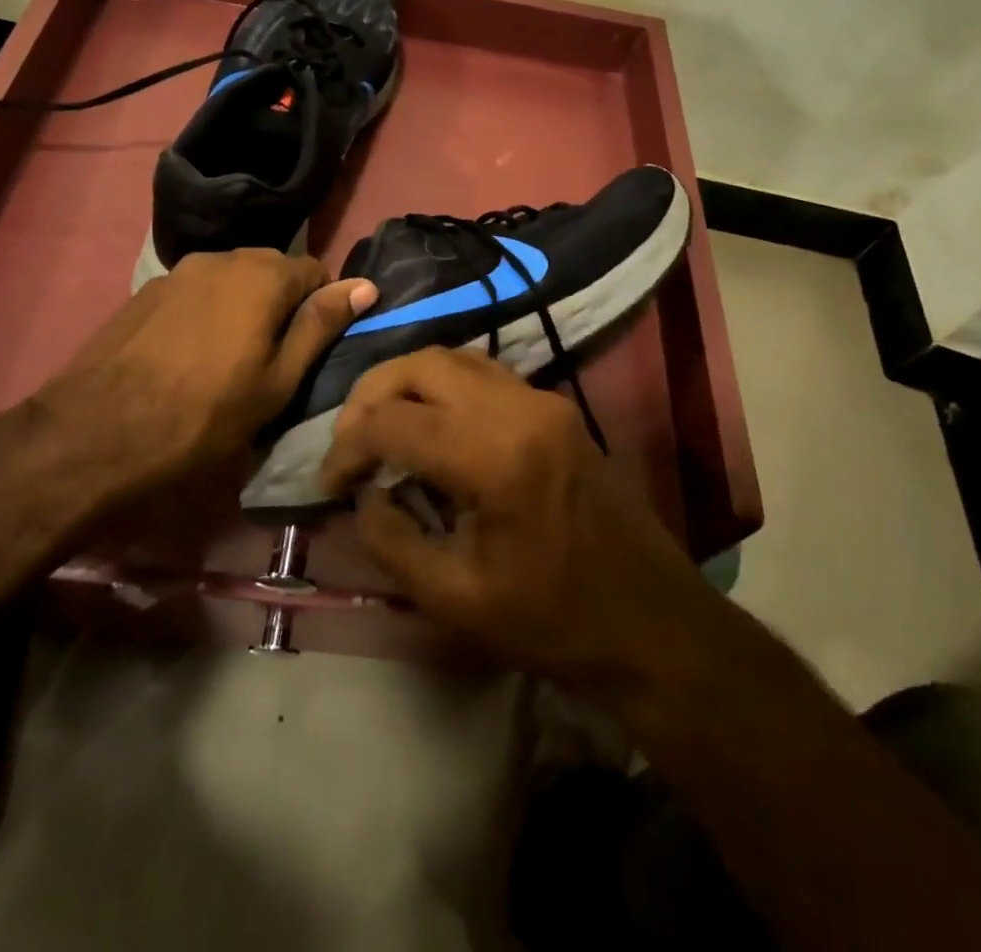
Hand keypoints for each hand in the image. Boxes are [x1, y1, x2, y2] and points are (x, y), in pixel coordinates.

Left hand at [27, 249, 375, 515]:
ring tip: (231, 356)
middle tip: (275, 356)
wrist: (97, 431)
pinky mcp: (146, 291)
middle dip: (282, 303)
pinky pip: (196, 291)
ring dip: (243, 306)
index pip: (315, 271)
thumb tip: (365, 285)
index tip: (313, 347)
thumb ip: (321, 325)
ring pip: (231, 279)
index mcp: (262, 275)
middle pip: (271, 270)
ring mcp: (178, 271)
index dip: (323, 306)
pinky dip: (207, 311)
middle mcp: (221, 258)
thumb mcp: (278, 381)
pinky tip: (191, 353)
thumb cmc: (205, 414)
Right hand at [318, 348, 722, 696]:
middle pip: (421, 365)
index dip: (347, 448)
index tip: (328, 484)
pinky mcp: (554, 407)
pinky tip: (430, 425)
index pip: (394, 421)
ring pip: (453, 358)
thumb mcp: (455, 598)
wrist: (652, 622)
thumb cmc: (554, 622)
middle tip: (348, 440)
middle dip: (371, 394)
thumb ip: (392, 541)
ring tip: (380, 427)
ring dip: (407, 383)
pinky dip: (442, 386)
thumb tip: (364, 495)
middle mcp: (518, 408)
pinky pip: (483, 373)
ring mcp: (542, 400)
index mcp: (494, 455)